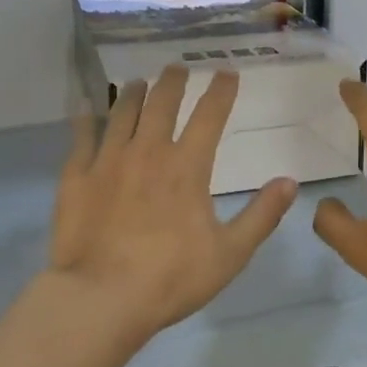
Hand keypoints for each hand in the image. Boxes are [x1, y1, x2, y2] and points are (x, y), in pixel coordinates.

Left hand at [48, 65, 298, 341]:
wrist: (102, 297)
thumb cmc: (171, 278)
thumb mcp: (230, 253)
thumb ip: (261, 215)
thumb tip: (289, 181)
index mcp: (188, 166)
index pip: (209, 115)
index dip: (221, 90)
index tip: (227, 72)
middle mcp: (148, 151)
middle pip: (162, 103)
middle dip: (173, 81)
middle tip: (177, 68)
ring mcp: (108, 160)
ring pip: (122, 113)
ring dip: (133, 93)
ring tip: (137, 82)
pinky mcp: (77, 177)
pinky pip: (81, 137)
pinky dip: (85, 119)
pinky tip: (85, 108)